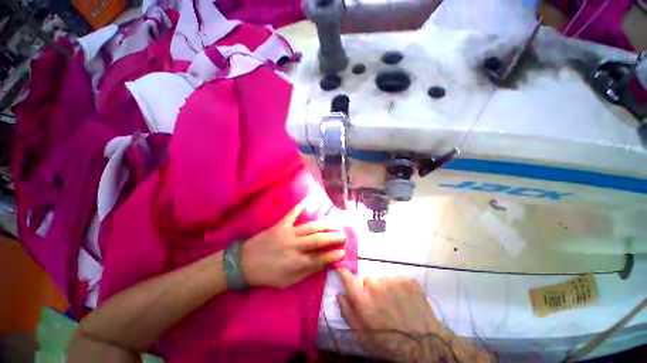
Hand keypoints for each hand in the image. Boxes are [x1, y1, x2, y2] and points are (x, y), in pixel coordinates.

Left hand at [241, 201, 346, 288]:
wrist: (244, 263)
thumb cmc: (267, 275)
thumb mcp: (288, 281)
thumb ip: (307, 272)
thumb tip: (324, 265)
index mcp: (297, 262)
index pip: (320, 258)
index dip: (333, 255)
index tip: (343, 251)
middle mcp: (295, 246)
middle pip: (319, 240)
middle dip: (333, 237)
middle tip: (344, 235)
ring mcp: (288, 233)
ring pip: (311, 227)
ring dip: (325, 225)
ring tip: (335, 224)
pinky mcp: (281, 225)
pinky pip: (292, 214)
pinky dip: (300, 206)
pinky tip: (308, 199)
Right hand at [336, 269, 441, 362]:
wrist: (424, 345)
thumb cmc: (389, 342)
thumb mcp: (363, 335)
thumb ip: (348, 313)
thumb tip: (339, 294)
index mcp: (363, 300)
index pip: (347, 277)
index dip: (343, 271)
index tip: (341, 267)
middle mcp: (376, 286)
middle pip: (368, 279)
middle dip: (371, 289)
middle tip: (380, 303)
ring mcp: (393, 281)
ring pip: (383, 278)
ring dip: (386, 287)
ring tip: (395, 303)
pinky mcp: (407, 280)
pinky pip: (397, 278)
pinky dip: (399, 287)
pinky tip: (405, 300)